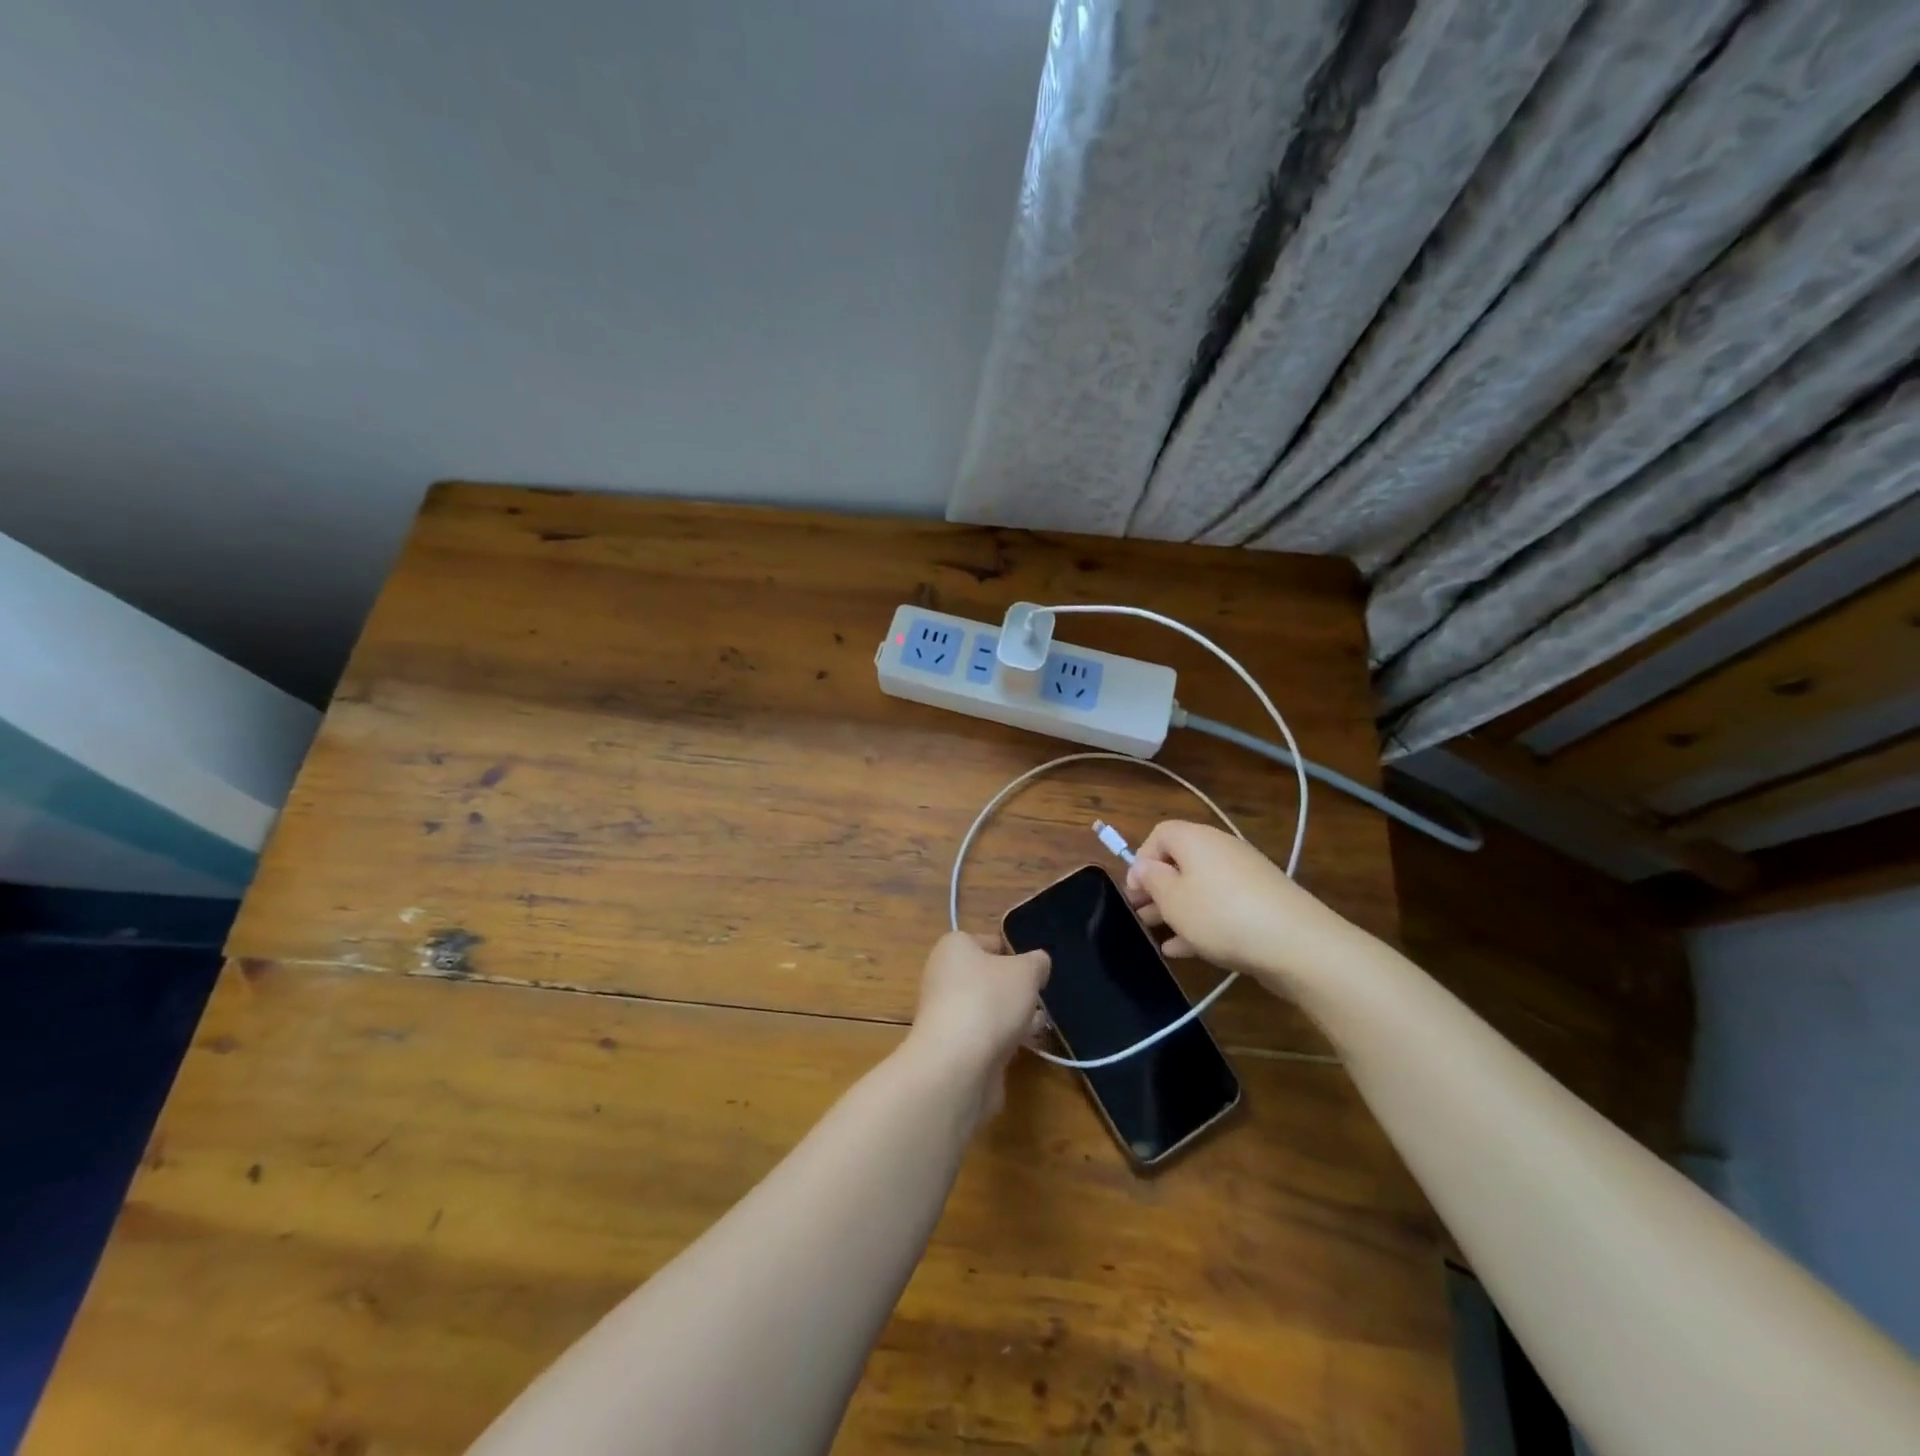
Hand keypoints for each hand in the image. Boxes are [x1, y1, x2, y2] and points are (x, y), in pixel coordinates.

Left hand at [902, 932, 1049, 1123]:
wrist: (957, 1064)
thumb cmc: (990, 1001)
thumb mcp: (1026, 972)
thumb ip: (1037, 963)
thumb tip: (1038, 963)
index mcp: (954, 948)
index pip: (990, 942)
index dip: (1016, 953)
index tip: (1036, 970)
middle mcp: (944, 976)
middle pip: (988, 977)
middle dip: (1015, 988)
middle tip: (1040, 997)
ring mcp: (946, 1013)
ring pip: (987, 1008)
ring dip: (1012, 1015)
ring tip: (1041, 1023)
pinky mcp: (952, 1046)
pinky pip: (984, 1035)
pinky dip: (1003, 1038)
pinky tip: (1026, 1045)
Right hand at [1124, 821, 1354, 990]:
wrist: (1298, 944)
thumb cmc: (1221, 915)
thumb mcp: (1174, 899)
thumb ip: (1152, 880)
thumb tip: (1143, 866)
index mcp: (1196, 840)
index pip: (1160, 834)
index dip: (1141, 860)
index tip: (1133, 890)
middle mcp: (1221, 850)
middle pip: (1180, 862)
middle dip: (1157, 888)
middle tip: (1139, 914)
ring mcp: (1244, 877)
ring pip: (1199, 888)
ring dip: (1175, 909)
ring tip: (1155, 934)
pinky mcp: (1260, 903)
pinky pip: (1220, 907)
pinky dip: (1200, 923)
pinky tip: (1182, 950)